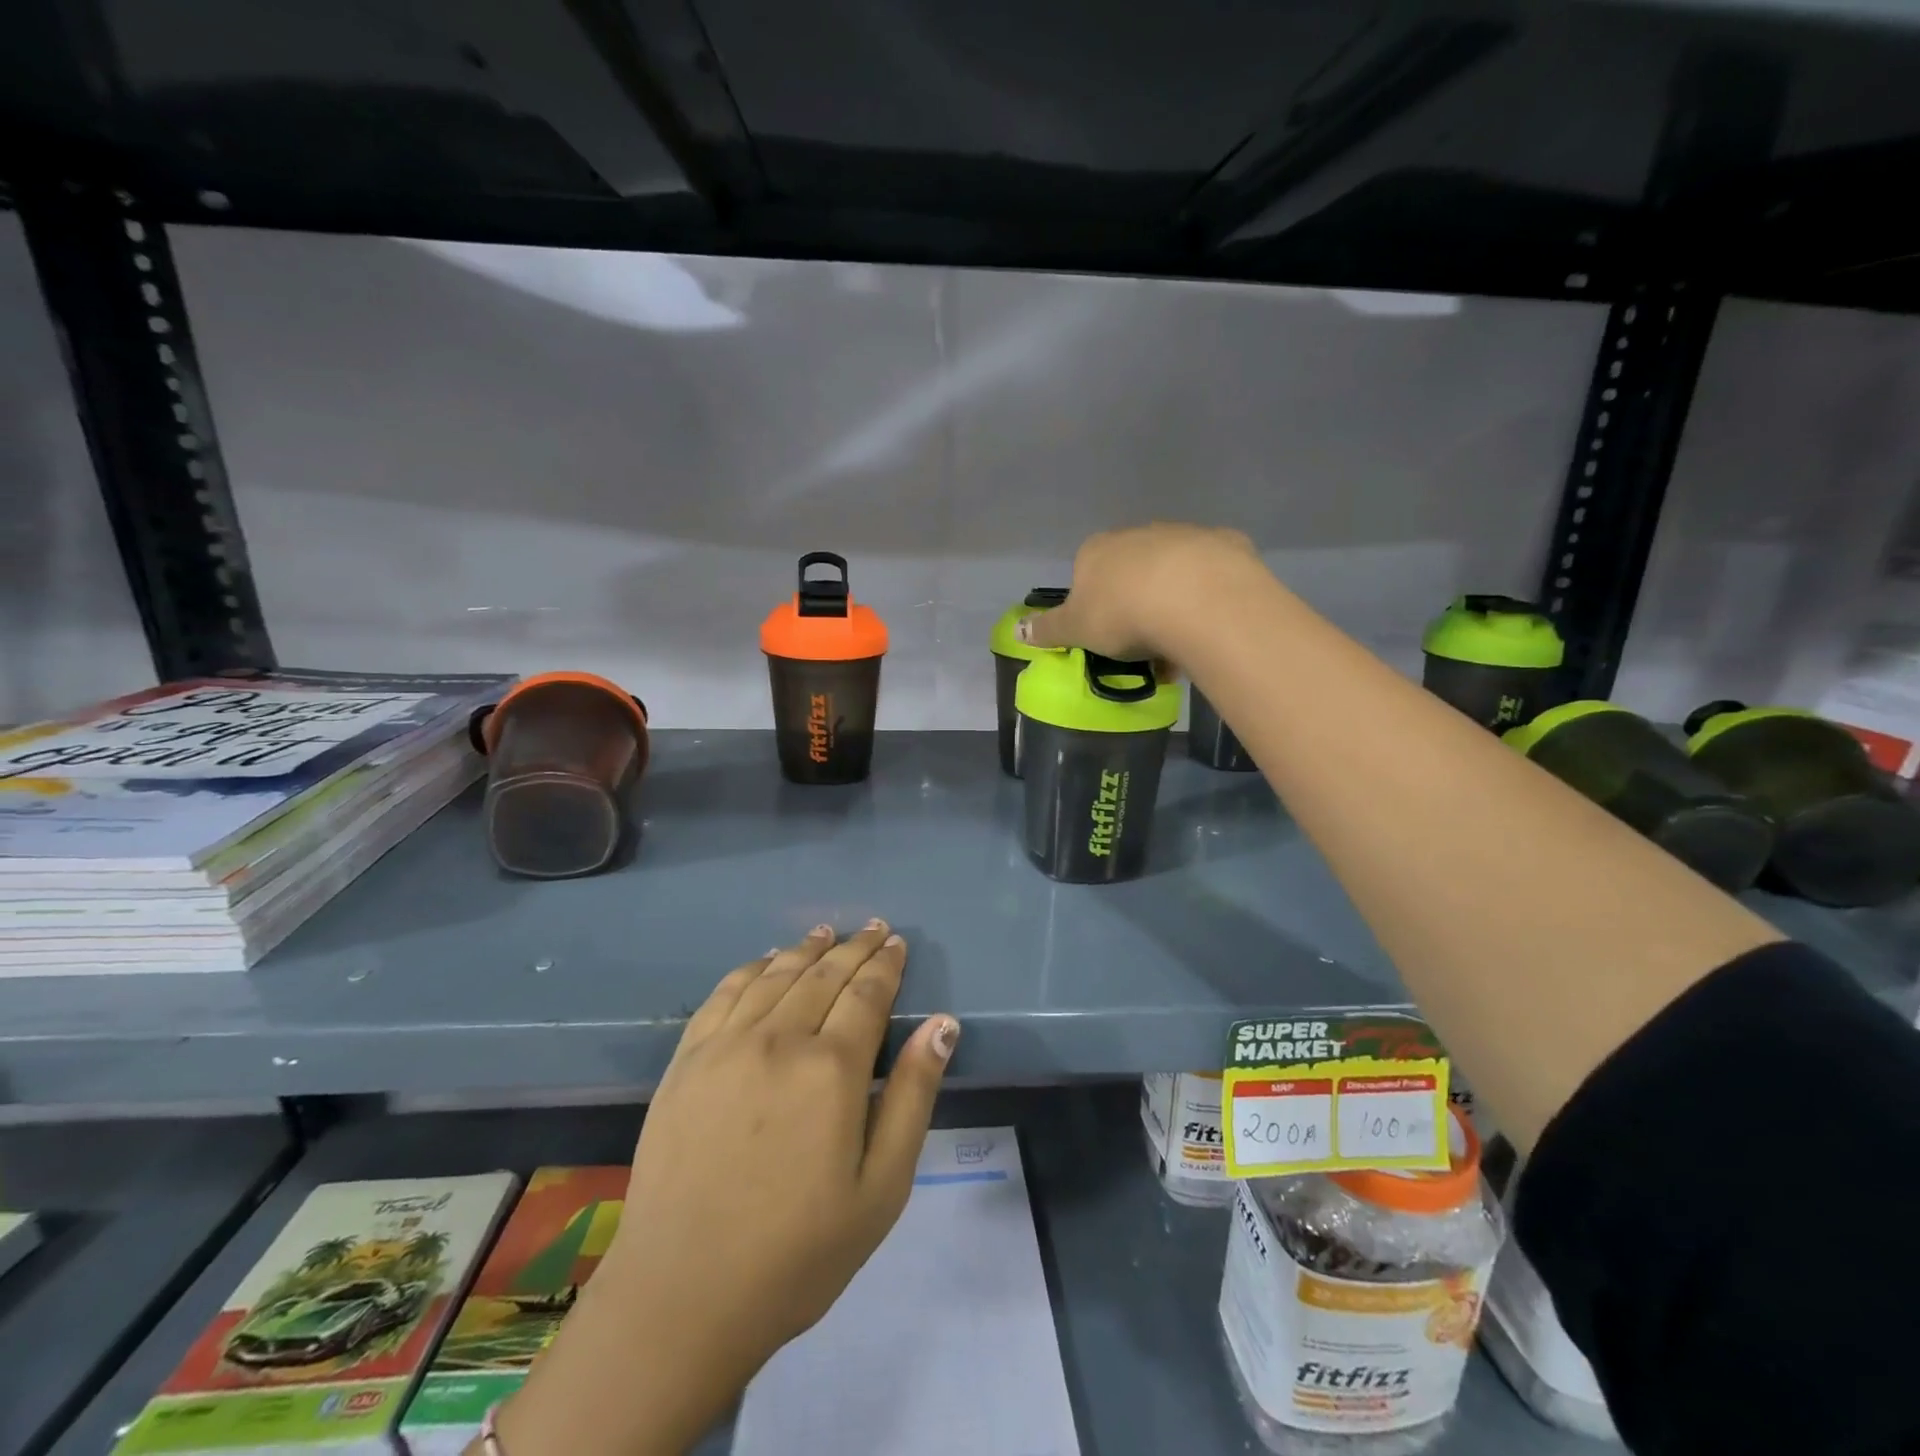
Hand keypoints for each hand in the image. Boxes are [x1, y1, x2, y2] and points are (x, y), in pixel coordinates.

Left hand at [492, 922, 959, 1455]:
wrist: (682, 1297)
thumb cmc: (798, 1252)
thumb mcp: (882, 1188)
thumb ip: (914, 1096)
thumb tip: (943, 1024)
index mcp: (832, 1069)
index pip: (867, 994)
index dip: (886, 965)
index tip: (897, 943)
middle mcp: (779, 1040)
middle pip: (824, 975)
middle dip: (855, 948)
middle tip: (874, 929)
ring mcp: (726, 1046)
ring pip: (776, 975)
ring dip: (806, 949)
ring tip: (826, 933)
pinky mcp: (686, 1061)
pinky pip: (724, 994)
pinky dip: (752, 968)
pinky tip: (766, 961)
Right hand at [1021, 523, 1261, 660]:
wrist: (1195, 598)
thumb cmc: (1122, 613)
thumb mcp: (1075, 629)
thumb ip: (1047, 630)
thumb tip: (1017, 629)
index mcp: (1097, 550)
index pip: (1087, 574)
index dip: (1095, 608)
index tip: (1107, 637)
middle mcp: (1138, 534)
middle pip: (1132, 572)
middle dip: (1136, 604)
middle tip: (1144, 646)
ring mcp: (1183, 535)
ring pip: (1172, 574)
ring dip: (1172, 603)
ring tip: (1179, 644)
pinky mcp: (1225, 544)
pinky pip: (1210, 576)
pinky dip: (1207, 598)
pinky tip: (1209, 624)